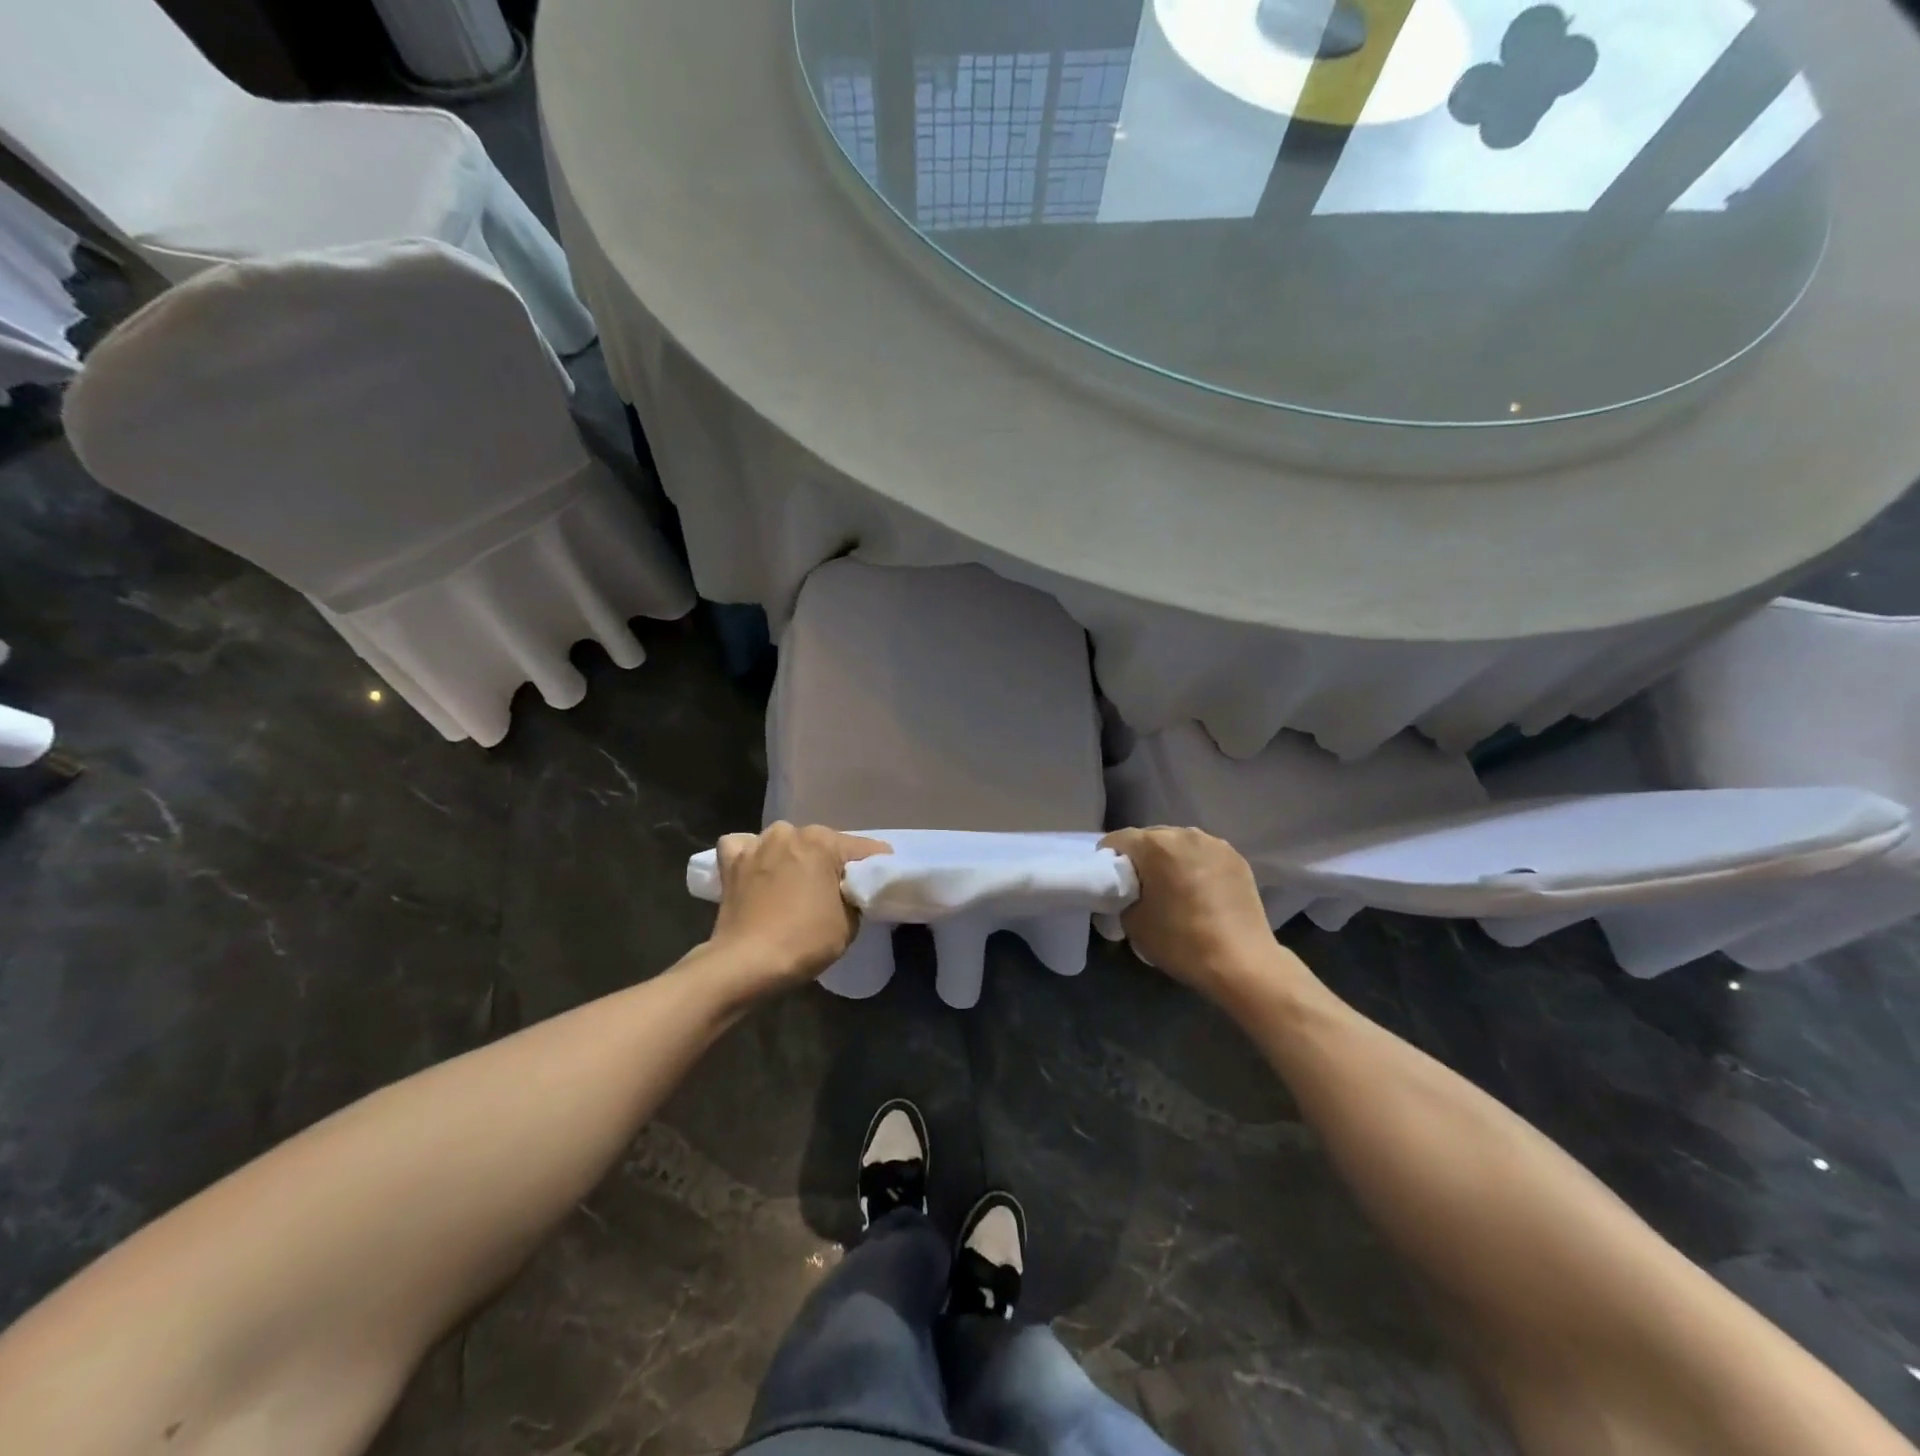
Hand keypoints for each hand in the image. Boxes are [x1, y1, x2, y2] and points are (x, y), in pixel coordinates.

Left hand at [706, 823, 891, 993]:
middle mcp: (789, 832)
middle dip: (830, 862)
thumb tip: (850, 891)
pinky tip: (757, 870)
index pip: (863, 848)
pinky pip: (744, 847)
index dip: (876, 865)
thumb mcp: (849, 922)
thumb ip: (855, 896)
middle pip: (821, 843)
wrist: (746, 964)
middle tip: (835, 890)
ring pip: (783, 842)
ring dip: (791, 856)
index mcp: (822, 841)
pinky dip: (752, 855)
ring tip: (794, 882)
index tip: (882, 879)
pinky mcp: (730, 862)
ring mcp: (756, 845)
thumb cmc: (804, 941)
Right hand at [1100, 827, 1296, 1005]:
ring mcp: (1215, 843)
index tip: (1111, 882)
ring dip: (1170, 859)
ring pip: (1179, 844)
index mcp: (1155, 844)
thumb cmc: (1181, 941)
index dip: (1108, 859)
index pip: (1118, 840)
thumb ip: (1122, 896)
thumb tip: (1129, 891)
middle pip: (1150, 837)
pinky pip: (1204, 854)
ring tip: (1172, 888)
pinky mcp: (1236, 858)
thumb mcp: (1133, 923)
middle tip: (1141, 886)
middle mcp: (1185, 834)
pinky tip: (1198, 891)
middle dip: (1141, 857)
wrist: (1242, 963)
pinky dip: (1195, 865)